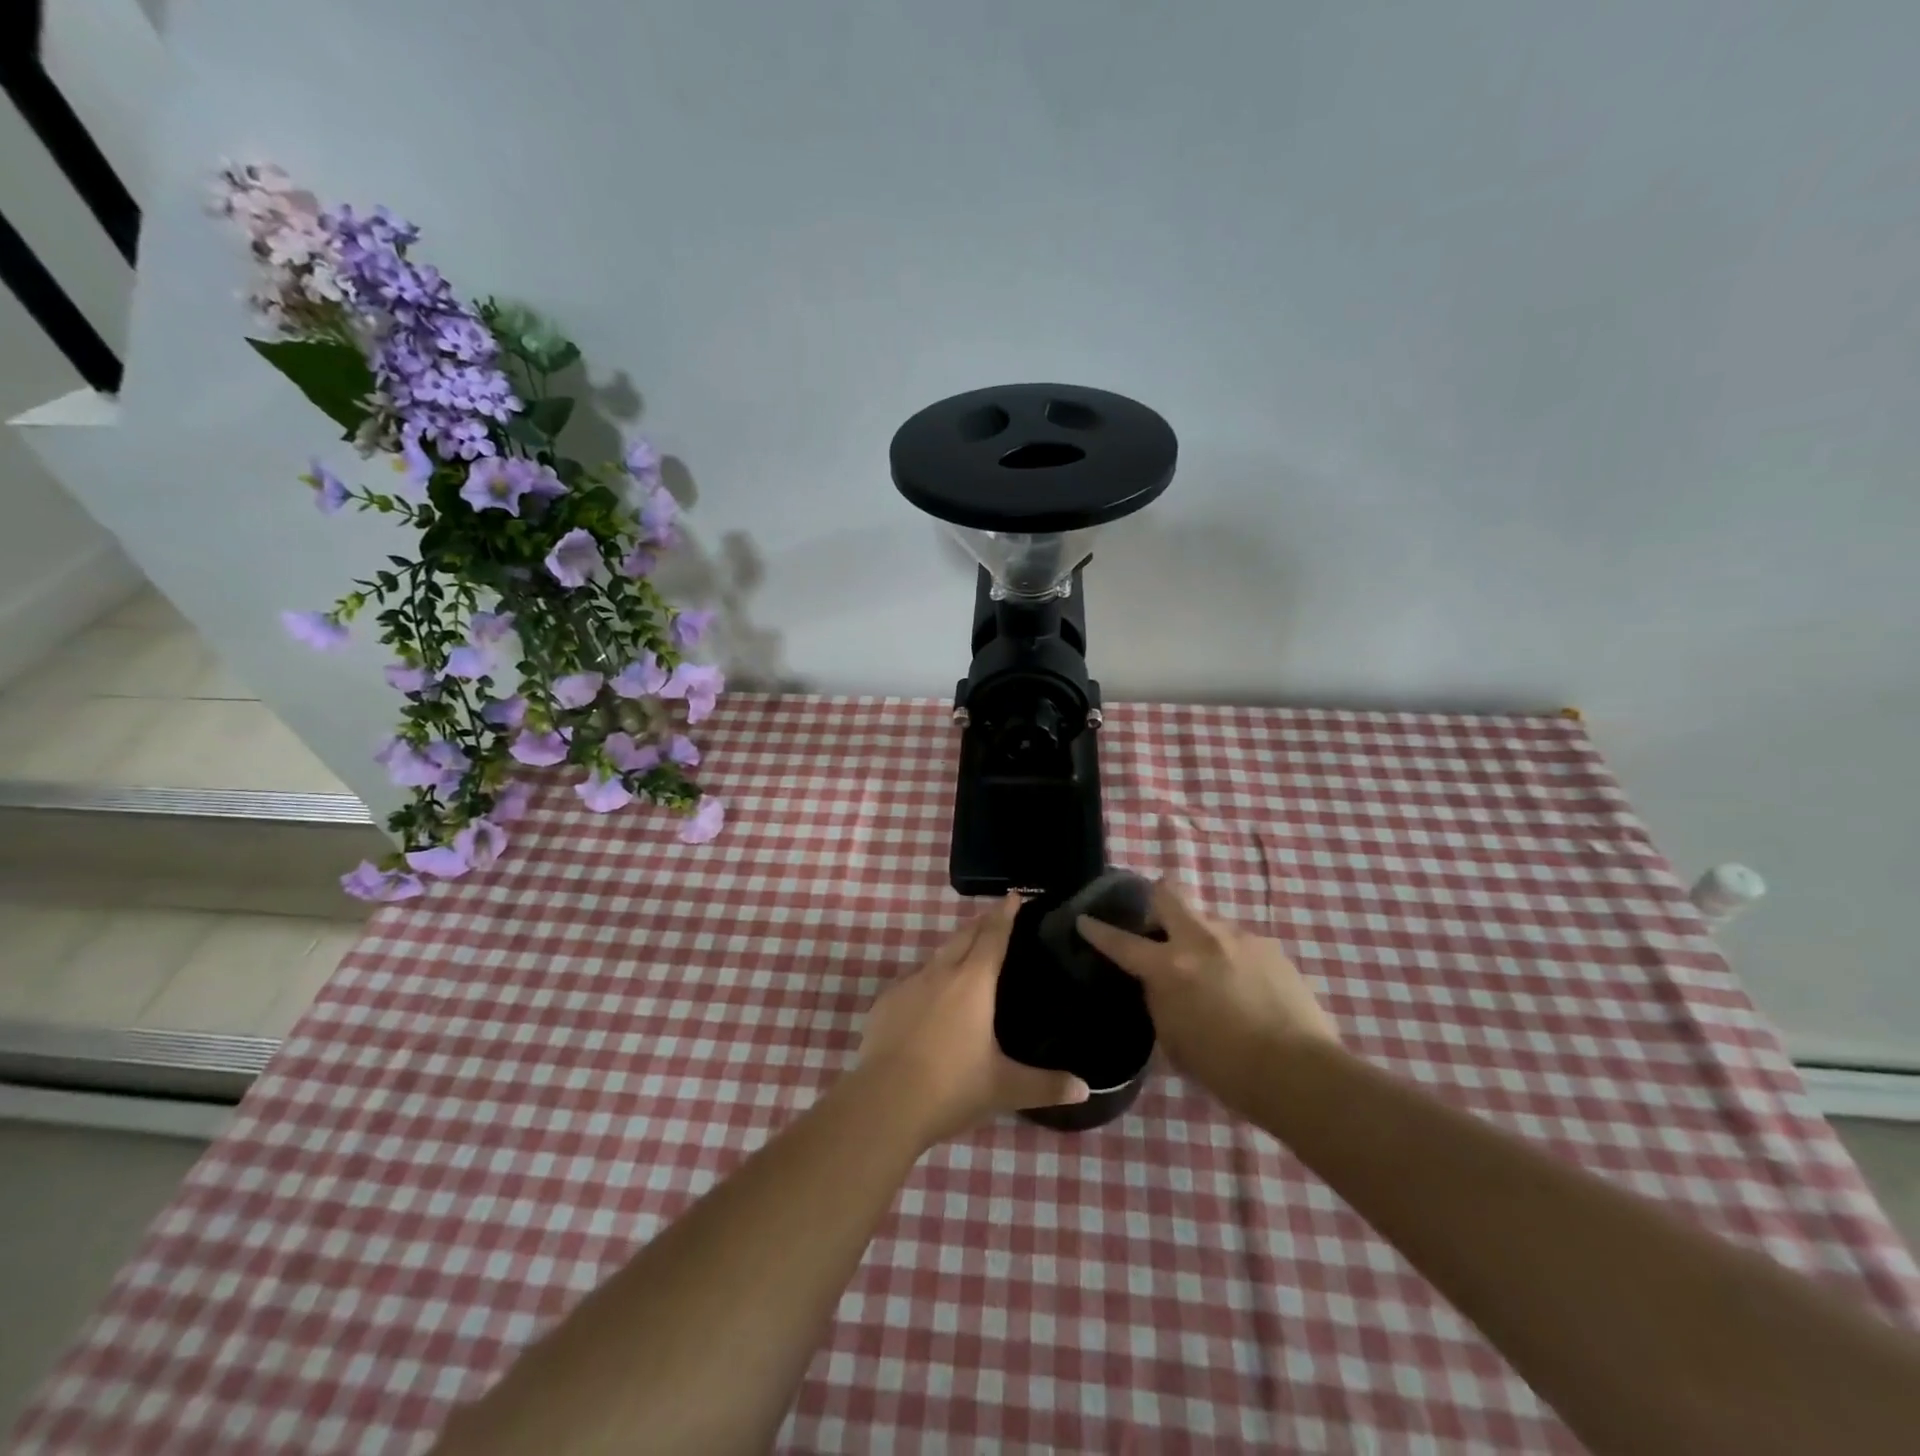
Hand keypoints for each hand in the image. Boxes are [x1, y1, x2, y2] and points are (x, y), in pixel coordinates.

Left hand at [859, 893, 1089, 1143]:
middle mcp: (940, 974)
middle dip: (980, 923)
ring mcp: (908, 986)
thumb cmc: (951, 1088)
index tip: (1013, 896)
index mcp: (973, 983)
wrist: (884, 1103)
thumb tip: (1085, 1089)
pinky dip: (927, 980)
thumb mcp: (1004, 1088)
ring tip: (964, 954)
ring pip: (936, 956)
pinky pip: (912, 981)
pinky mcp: (884, 1003)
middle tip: (994, 916)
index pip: (993, 937)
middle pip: (963, 936)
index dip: (1004, 915)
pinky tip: (929, 998)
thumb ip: (1046, 1085)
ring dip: (953, 949)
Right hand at [1077, 881, 1336, 1105]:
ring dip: (1200, 937)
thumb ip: (1160, 1002)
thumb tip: (1160, 985)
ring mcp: (1240, 938)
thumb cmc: (1227, 1070)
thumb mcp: (1174, 1042)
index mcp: (1169, 967)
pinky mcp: (1271, 947)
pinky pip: (1240, 942)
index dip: (1098, 930)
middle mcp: (1200, 940)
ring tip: (1211, 970)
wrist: (1300, 1074)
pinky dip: (1232, 956)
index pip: (1121, 942)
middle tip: (1156, 924)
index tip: (1085, 919)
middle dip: (1155, 900)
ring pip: (1208, 920)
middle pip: (1168, 893)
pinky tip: (1245, 986)